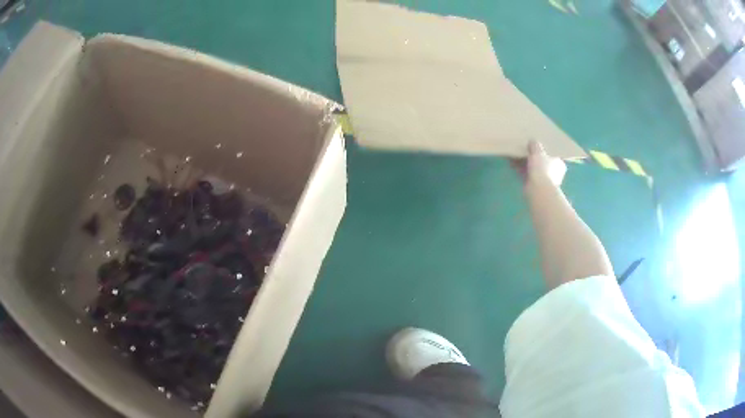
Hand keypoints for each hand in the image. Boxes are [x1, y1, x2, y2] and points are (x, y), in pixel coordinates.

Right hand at [511, 141, 566, 187]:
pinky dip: (520, 170)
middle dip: (532, 156)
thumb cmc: (542, 169)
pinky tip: (512, 163)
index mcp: (559, 164)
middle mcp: (553, 172)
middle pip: (541, 161)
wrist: (538, 190)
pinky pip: (526, 174)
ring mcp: (544, 180)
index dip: (543, 149)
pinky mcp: (535, 186)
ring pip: (533, 168)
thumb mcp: (538, 152)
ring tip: (514, 155)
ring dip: (524, 163)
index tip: (534, 145)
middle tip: (523, 148)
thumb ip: (535, 145)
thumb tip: (532, 141)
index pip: (552, 154)